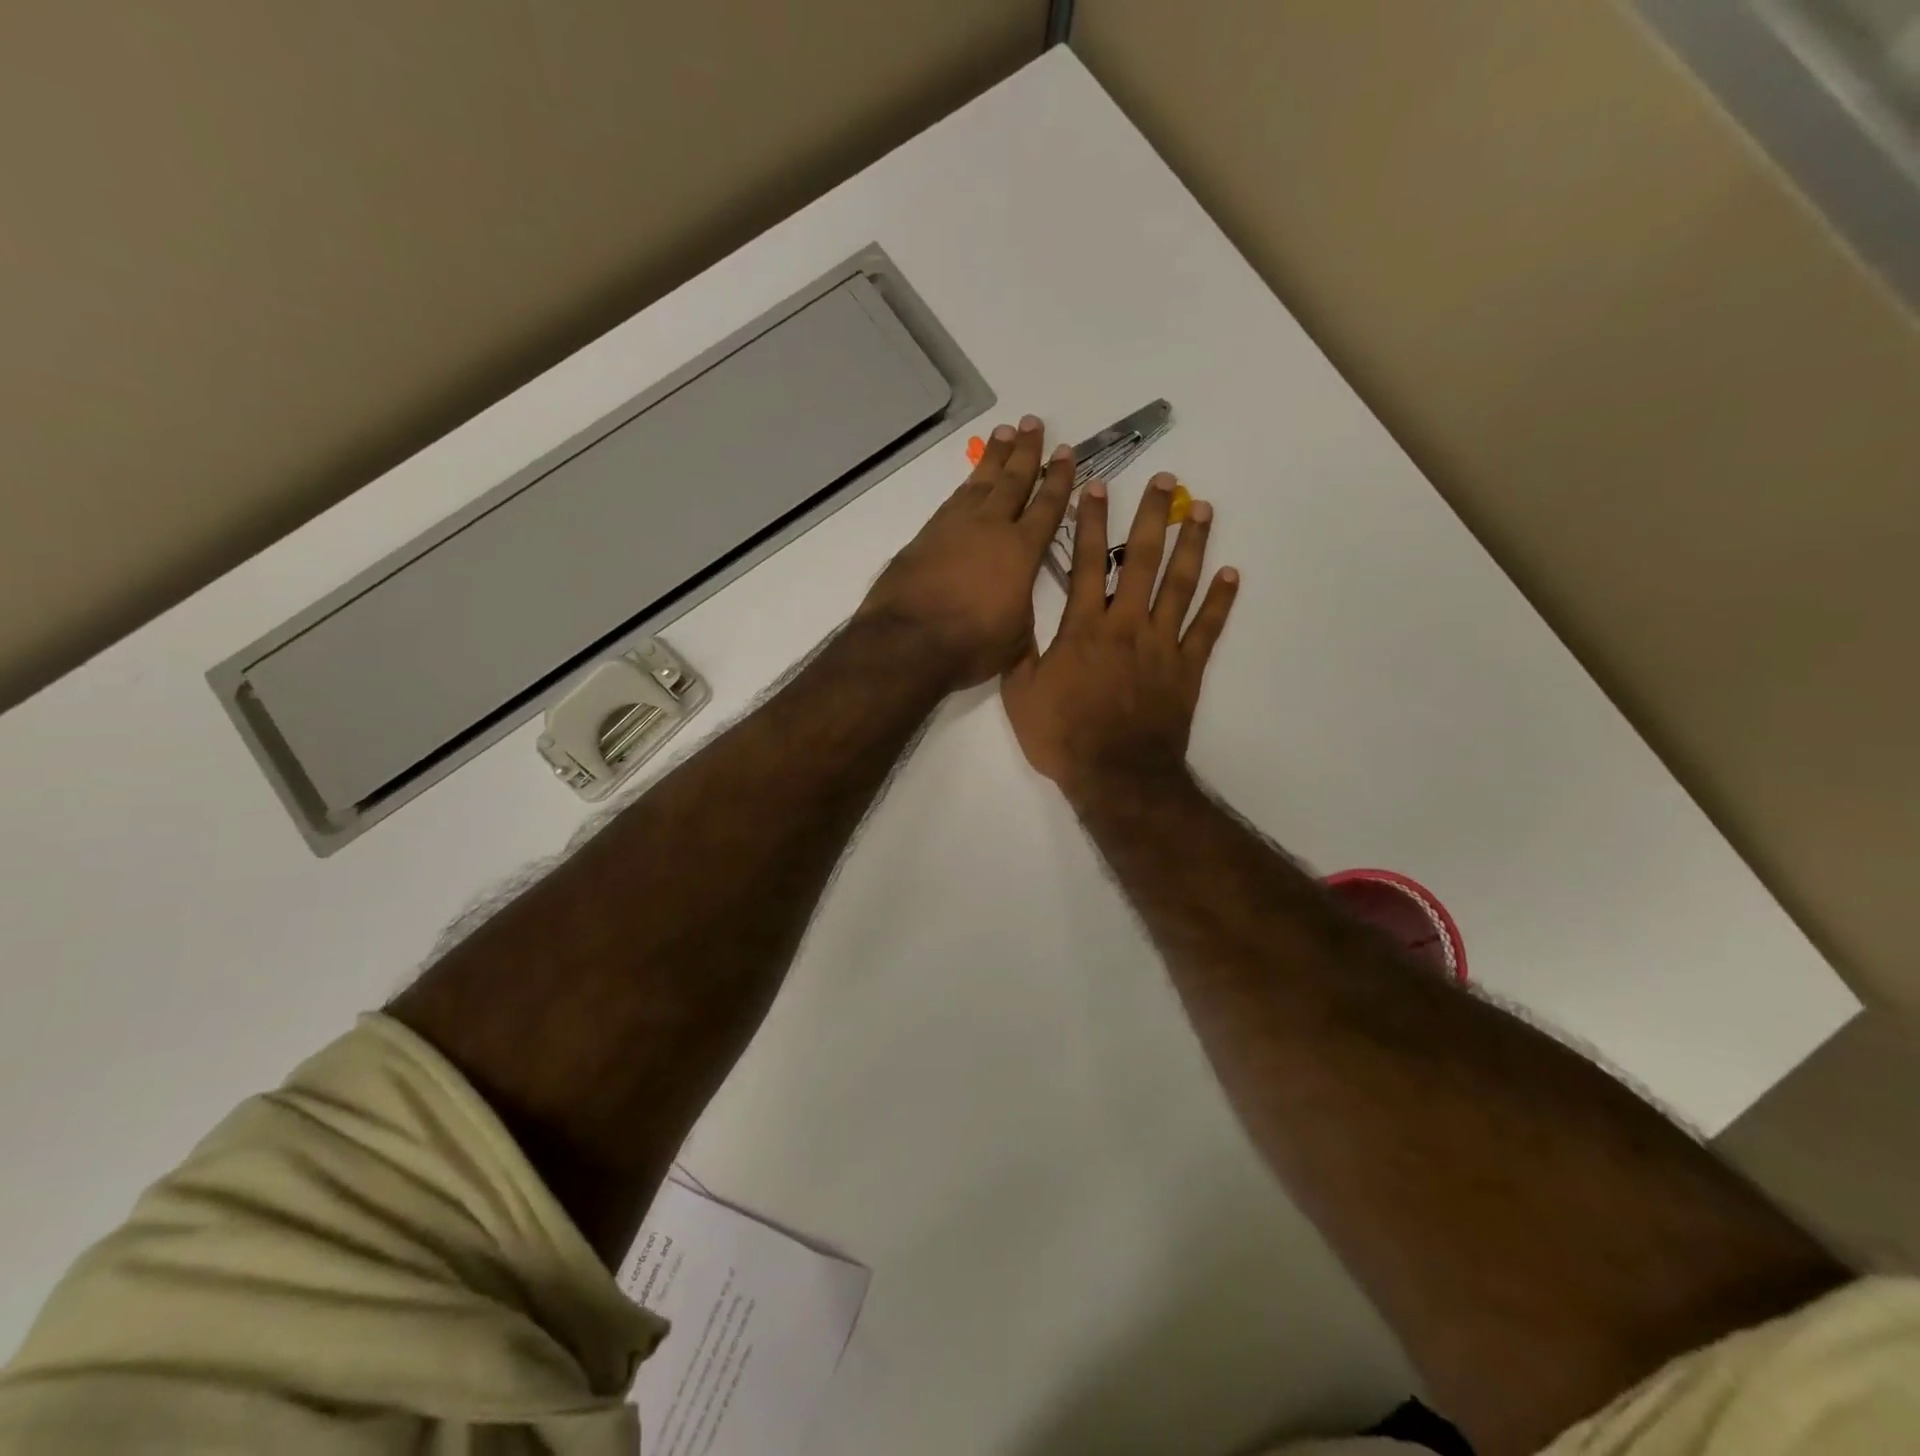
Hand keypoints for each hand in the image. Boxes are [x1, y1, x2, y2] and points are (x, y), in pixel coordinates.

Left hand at [855, 415, 1074, 688]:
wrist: (909, 640)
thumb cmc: (972, 643)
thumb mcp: (1015, 637)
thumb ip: (1022, 609)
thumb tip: (1016, 600)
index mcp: (1021, 550)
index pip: (1047, 506)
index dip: (1059, 479)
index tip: (1066, 452)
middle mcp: (990, 528)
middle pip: (1013, 481)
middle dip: (1027, 452)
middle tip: (1033, 423)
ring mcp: (955, 527)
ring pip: (980, 482)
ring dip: (994, 458)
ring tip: (1004, 434)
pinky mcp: (926, 535)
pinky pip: (954, 500)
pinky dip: (967, 484)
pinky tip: (970, 481)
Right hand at [1000, 471, 1237, 795]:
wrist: (1116, 776)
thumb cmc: (1063, 737)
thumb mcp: (1020, 695)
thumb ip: (1019, 652)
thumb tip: (1013, 617)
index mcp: (1084, 629)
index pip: (1085, 563)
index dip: (1090, 522)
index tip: (1096, 485)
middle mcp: (1126, 624)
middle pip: (1141, 560)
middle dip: (1152, 516)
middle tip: (1166, 481)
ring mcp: (1162, 644)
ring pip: (1180, 584)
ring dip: (1193, 544)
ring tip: (1203, 509)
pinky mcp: (1187, 669)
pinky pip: (1207, 629)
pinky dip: (1221, 601)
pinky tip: (1232, 574)